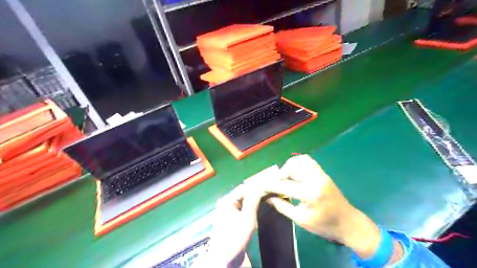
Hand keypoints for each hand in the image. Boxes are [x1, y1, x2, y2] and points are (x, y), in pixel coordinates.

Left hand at [207, 185, 261, 267]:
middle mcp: (225, 203)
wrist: (224, 259)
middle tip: (268, 194)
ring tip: (265, 200)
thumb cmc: (235, 238)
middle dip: (255, 193)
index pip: (243, 188)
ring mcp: (226, 211)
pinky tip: (257, 208)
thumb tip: (259, 186)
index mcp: (226, 201)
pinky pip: (241, 208)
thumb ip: (252, 201)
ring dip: (253, 200)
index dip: (256, 187)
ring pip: (242, 201)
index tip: (268, 188)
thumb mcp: (247, 219)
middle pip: (242, 194)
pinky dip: (249, 207)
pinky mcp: (229, 218)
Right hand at [262, 154, 381, 259]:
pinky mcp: (323, 173)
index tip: (262, 186)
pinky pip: (308, 160)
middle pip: (291, 169)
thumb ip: (282, 206)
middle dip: (279, 175)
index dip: (271, 185)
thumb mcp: (301, 220)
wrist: (348, 222)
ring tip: (284, 176)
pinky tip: (294, 171)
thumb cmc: (324, 225)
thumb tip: (268, 198)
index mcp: (309, 194)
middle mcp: (315, 180)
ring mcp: (320, 174)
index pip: (284, 185)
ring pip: (299, 161)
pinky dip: (298, 162)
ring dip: (288, 166)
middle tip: (275, 184)